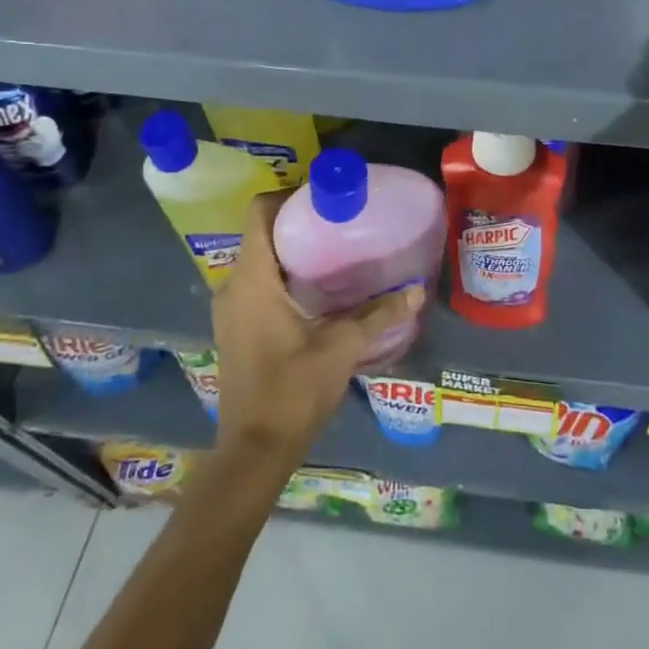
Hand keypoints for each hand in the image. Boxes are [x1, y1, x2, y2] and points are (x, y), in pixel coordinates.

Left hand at [211, 192, 423, 462]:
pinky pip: (258, 283)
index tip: (326, 197)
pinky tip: (319, 289)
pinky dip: (284, 275)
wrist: (254, 452)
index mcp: (253, 280)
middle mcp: (234, 286)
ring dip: (292, 250)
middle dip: (299, 222)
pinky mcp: (237, 328)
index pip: (258, 213)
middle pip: (261, 233)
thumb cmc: (292, 391)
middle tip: (342, 221)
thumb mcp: (341, 348)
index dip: (289, 196)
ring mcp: (230, 309)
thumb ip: (379, 315)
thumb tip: (417, 290)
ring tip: (336, 250)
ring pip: (260, 259)